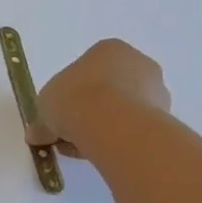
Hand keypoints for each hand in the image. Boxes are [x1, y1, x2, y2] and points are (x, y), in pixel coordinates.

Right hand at [26, 39, 172, 158]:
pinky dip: (120, 140)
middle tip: (70, 134)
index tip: (59, 114)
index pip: (87, 69)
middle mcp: (137, 63)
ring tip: (84, 148)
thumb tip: (36, 135)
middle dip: (90, 110)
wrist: (111, 123)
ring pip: (123, 110)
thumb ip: (42, 120)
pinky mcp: (165, 117)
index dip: (70, 93)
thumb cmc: (74, 98)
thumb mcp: (44, 105)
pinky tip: (103, 153)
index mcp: (108, 49)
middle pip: (109, 88)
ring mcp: (156, 90)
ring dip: (105, 127)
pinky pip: (135, 128)